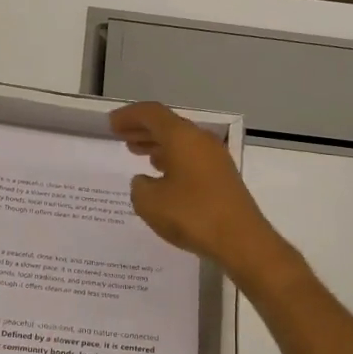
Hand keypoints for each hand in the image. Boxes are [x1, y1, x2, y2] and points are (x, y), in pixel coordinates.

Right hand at [109, 101, 299, 288]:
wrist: (241, 240)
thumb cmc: (192, 215)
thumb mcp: (150, 203)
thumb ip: (139, 187)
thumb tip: (144, 181)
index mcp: (182, 137)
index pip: (152, 114)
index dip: (129, 116)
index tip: (111, 124)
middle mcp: (201, 141)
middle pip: (168, 126)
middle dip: (143, 129)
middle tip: (121, 136)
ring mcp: (215, 159)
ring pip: (180, 143)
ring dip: (157, 145)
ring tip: (137, 152)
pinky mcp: (222, 178)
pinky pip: (191, 158)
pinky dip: (172, 160)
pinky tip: (162, 175)